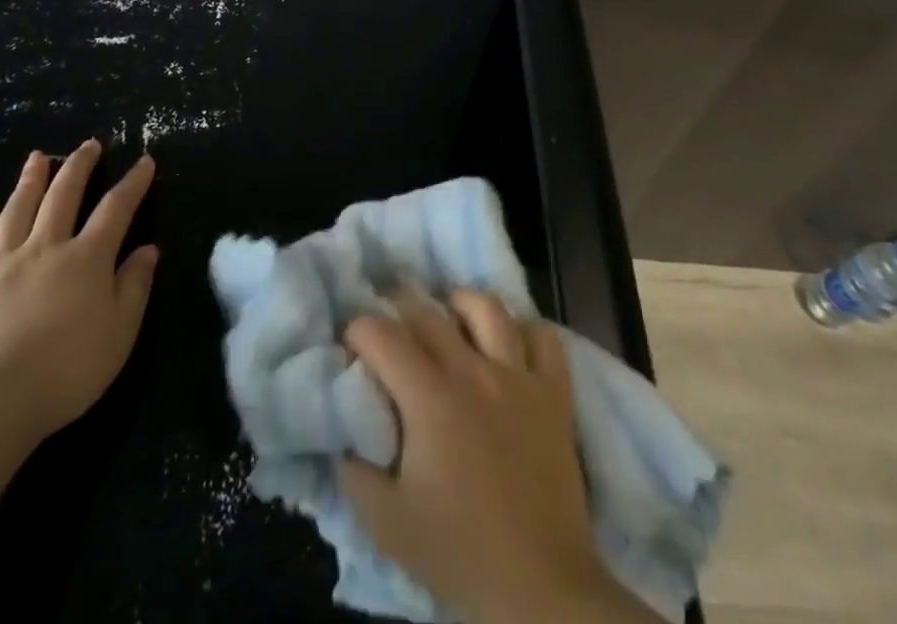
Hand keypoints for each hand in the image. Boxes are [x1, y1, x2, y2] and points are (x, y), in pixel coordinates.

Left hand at [0, 140, 158, 441]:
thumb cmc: (68, 369)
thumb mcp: (120, 332)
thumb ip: (134, 285)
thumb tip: (148, 249)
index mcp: (87, 258)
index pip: (116, 208)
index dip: (133, 183)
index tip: (144, 161)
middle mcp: (46, 247)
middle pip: (63, 195)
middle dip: (79, 166)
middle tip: (88, 144)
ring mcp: (3, 263)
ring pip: (18, 210)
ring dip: (30, 180)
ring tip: (38, 157)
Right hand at [340, 291, 652, 623]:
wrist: (541, 591)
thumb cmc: (460, 554)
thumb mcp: (386, 524)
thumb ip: (353, 472)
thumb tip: (343, 435)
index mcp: (428, 396)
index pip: (380, 333)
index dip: (357, 331)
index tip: (350, 347)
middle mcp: (472, 370)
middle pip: (427, 312)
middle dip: (397, 309)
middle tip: (388, 328)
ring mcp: (517, 377)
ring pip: (487, 308)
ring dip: (461, 305)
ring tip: (449, 318)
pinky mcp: (554, 395)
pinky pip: (544, 338)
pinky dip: (525, 331)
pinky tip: (510, 345)